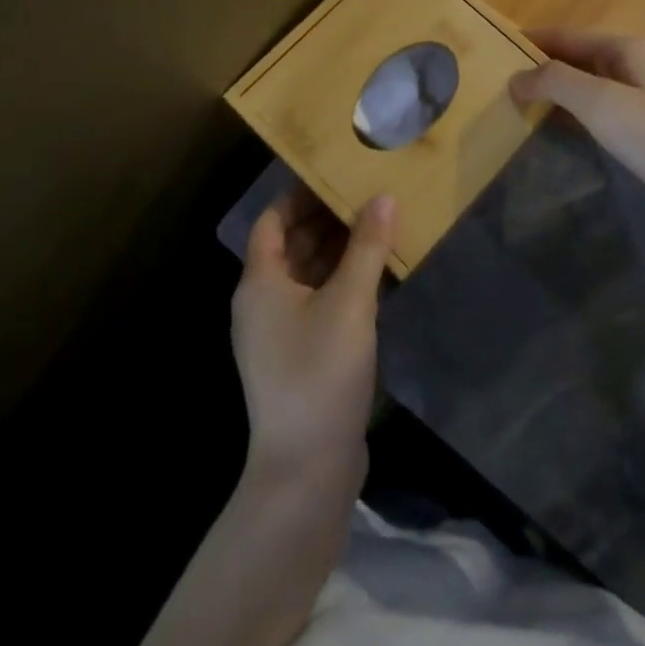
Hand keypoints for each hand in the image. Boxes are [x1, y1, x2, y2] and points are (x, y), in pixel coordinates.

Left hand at [232, 186, 394, 480]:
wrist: (306, 471)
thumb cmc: (319, 374)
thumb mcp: (349, 303)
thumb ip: (366, 247)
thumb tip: (383, 197)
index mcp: (261, 283)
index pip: (273, 220)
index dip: (300, 195)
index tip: (336, 174)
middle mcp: (263, 302)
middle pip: (292, 245)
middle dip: (327, 219)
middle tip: (368, 194)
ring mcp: (280, 333)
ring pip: (309, 275)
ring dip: (339, 251)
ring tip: (379, 226)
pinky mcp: (300, 357)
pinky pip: (320, 302)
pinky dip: (343, 283)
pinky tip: (378, 275)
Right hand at [509, 29, 644, 233]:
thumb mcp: (601, 103)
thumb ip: (555, 82)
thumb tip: (515, 76)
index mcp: (624, 48)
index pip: (563, 34)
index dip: (528, 41)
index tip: (490, 52)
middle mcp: (635, 63)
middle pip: (575, 57)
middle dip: (538, 67)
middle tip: (497, 85)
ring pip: (588, 84)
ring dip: (554, 92)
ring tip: (517, 107)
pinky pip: (601, 109)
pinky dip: (574, 113)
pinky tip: (558, 130)